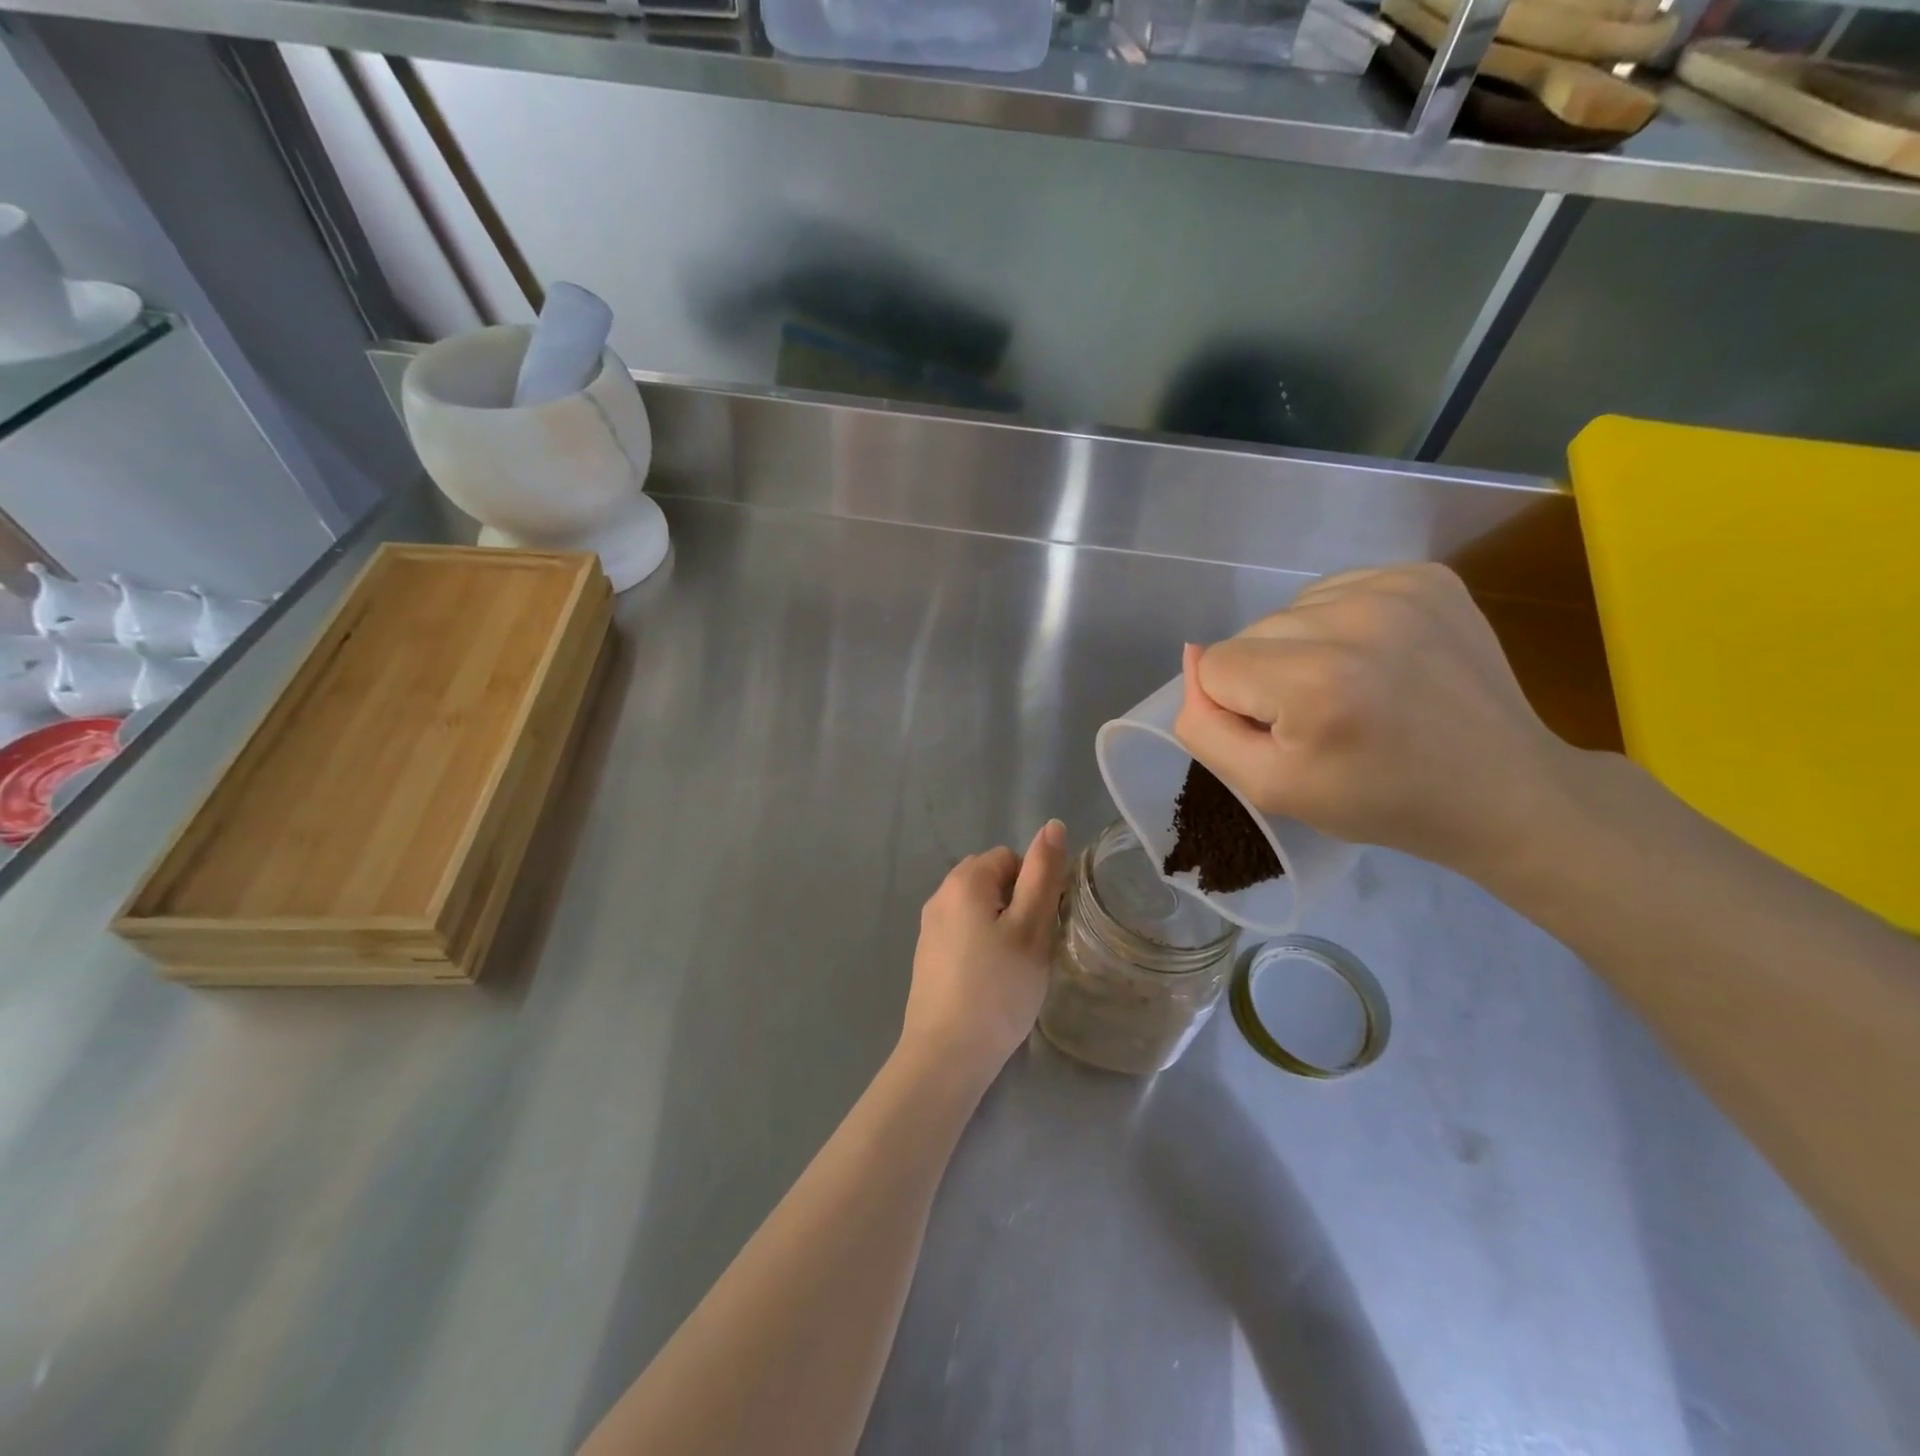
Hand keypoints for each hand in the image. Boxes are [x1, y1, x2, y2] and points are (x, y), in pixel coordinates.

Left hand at [900, 821, 1068, 1085]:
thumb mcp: (1032, 928)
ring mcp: (929, 927)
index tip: (1043, 923)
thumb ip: (1043, 874)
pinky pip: (963, 932)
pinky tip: (991, 980)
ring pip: (977, 908)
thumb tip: (1053, 825)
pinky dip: (981, 945)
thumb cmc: (998, 988)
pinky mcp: (926, 956)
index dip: (1034, 884)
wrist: (946, 1054)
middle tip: (1032, 945)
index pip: (1009, 857)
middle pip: (991, 879)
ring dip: (1000, 925)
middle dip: (1017, 903)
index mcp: (964, 881)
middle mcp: (940, 895)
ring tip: (1015, 966)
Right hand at [1173, 563, 1574, 876]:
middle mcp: (1352, 618)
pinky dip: (1339, 624)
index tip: (1291, 737)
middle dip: (1268, 676)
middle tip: (1326, 719)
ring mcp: (1396, 587)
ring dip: (1303, 648)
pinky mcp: (1426, 575)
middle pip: (1251, 633)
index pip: (1216, 666)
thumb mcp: (1269, 789)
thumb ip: (1205, 727)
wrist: (1503, 790)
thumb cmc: (1380, 801)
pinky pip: (1336, 591)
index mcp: (1314, 682)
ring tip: (1354, 688)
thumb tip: (1190, 655)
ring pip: (1290, 611)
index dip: (1239, 708)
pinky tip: (1376, 659)